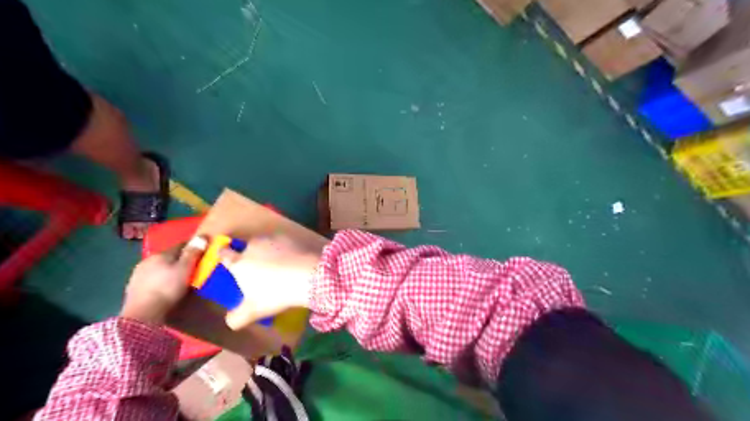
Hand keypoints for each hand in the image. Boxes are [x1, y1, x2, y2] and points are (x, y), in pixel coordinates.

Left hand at [120, 236, 207, 324]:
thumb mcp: (185, 270)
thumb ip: (193, 253)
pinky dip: (160, 278)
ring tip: (180, 277)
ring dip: (169, 269)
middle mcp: (148, 260)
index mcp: (161, 254)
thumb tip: (201, 236)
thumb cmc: (168, 289)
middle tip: (193, 266)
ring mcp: (138, 274)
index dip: (193, 246)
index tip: (203, 250)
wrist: (142, 314)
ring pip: (159, 266)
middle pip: (169, 255)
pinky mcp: (133, 287)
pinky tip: (165, 286)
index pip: (181, 245)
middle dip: (180, 258)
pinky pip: (152, 277)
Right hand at [221, 235, 318, 330]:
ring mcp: (271, 240)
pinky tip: (291, 261)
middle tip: (258, 270)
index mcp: (239, 262)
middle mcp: (252, 246)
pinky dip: (283, 249)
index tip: (229, 261)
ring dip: (266, 251)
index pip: (223, 253)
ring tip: (277, 266)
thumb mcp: (253, 311)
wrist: (305, 276)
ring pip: (264, 244)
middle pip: (245, 247)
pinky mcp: (289, 238)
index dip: (224, 255)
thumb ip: (236, 318)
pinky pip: (281, 243)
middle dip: (249, 256)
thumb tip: (230, 320)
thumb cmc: (275, 293)